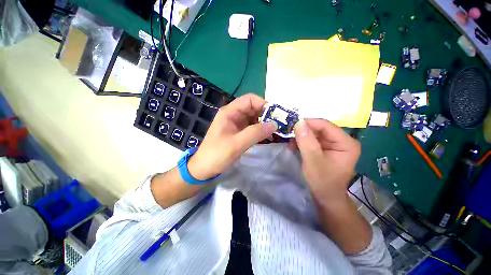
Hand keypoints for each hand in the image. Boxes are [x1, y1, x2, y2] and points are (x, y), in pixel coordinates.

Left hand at [188, 94, 276, 179]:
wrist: (204, 169)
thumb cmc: (217, 155)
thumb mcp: (236, 144)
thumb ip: (255, 133)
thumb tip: (274, 124)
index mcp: (229, 112)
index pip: (249, 100)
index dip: (263, 104)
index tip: (275, 115)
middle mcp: (233, 115)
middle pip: (253, 108)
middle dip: (266, 115)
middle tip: (279, 124)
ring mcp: (236, 124)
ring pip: (254, 118)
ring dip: (264, 123)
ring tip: (276, 131)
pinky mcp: (239, 133)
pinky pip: (252, 128)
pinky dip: (260, 130)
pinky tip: (268, 136)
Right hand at [294, 119, 360, 203]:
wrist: (325, 197)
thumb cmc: (322, 181)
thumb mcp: (313, 161)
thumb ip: (306, 142)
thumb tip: (299, 122)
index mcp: (346, 143)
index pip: (325, 125)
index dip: (308, 123)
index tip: (292, 125)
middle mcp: (342, 140)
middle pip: (320, 128)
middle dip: (304, 131)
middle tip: (289, 135)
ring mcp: (334, 144)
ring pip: (315, 133)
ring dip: (302, 136)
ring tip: (291, 143)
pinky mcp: (326, 148)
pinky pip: (313, 139)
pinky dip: (303, 141)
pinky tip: (295, 146)